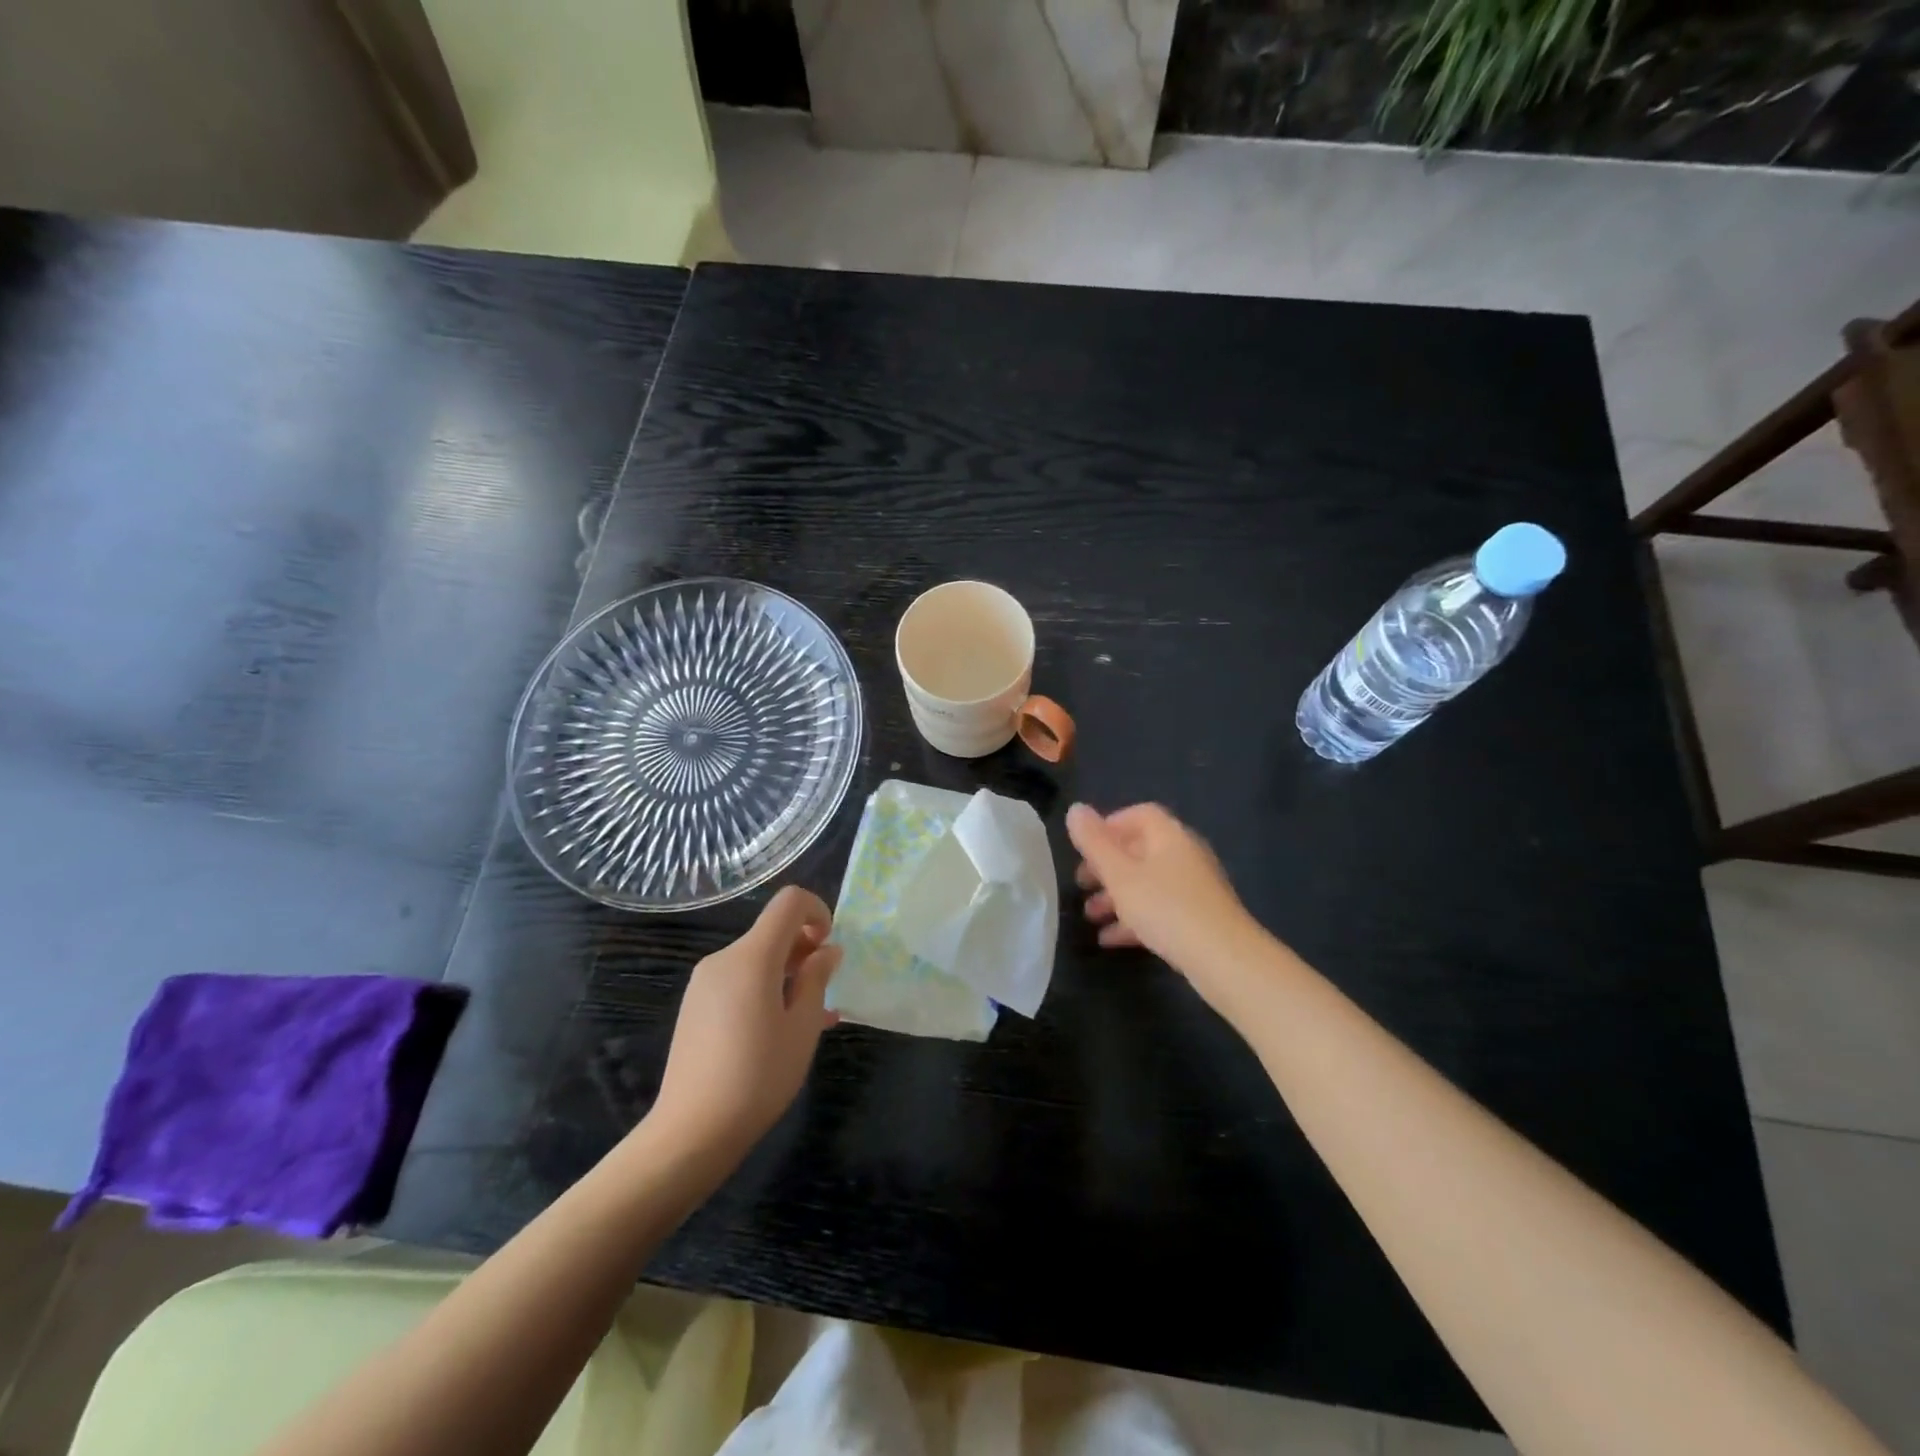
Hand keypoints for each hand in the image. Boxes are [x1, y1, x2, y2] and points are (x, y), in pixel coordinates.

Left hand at [649, 886, 841, 1159]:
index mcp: (752, 957)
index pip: (789, 902)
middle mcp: (724, 959)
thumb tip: (827, 950)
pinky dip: (765, 989)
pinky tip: (779, 1029)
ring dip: (788, 973)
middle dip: (805, 949)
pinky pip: (739, 980)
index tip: (829, 948)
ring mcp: (704, 982)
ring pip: (757, 958)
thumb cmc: (758, 1076)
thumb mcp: (803, 1027)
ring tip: (809, 1017)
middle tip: (825, 991)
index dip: (817, 911)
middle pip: (772, 931)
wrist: (691, 1132)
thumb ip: (817, 979)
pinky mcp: (695, 1005)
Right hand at [1066, 802, 1262, 1008]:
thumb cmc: (1166, 907)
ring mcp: (1194, 889)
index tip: (1085, 847)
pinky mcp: (1199, 919)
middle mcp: (1185, 856)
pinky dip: (1134, 919)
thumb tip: (1075, 808)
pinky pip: (1160, 910)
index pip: (1140, 814)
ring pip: (1148, 883)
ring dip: (1116, 896)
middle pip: (1140, 850)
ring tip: (1090, 916)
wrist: (1225, 959)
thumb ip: (1094, 843)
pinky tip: (1110, 940)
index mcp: (1169, 837)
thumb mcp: (1120, 874)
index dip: (1110, 825)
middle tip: (1081, 883)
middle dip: (1107, 866)